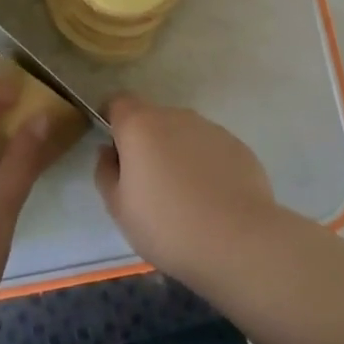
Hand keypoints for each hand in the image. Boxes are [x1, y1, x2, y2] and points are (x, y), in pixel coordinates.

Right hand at [94, 94, 281, 284]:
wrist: (236, 240)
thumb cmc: (166, 225)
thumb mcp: (119, 208)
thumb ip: (106, 172)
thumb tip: (109, 152)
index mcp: (140, 125)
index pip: (118, 102)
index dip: (112, 120)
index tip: (114, 149)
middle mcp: (176, 116)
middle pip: (152, 119)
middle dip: (146, 142)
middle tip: (147, 183)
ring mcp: (210, 128)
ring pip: (183, 134)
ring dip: (176, 153)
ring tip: (183, 196)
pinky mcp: (237, 145)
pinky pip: (210, 149)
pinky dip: (205, 165)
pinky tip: (211, 199)